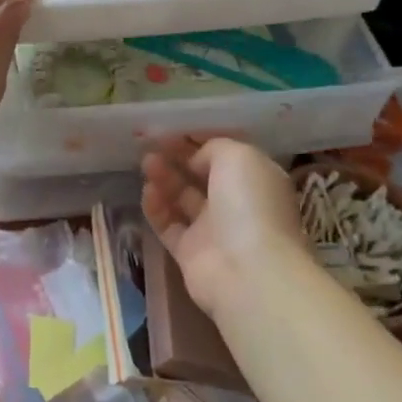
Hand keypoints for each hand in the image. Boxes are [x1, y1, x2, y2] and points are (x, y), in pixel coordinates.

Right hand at [141, 138, 316, 321]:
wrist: (247, 272)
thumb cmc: (248, 204)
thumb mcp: (238, 156)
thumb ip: (214, 148)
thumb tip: (196, 160)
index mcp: (256, 179)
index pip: (225, 155)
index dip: (199, 141)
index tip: (173, 130)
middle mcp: (237, 204)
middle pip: (202, 176)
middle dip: (178, 158)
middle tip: (153, 144)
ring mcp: (213, 230)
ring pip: (183, 198)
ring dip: (165, 179)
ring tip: (146, 163)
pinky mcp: (190, 253)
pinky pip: (169, 225)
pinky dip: (157, 208)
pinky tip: (147, 191)